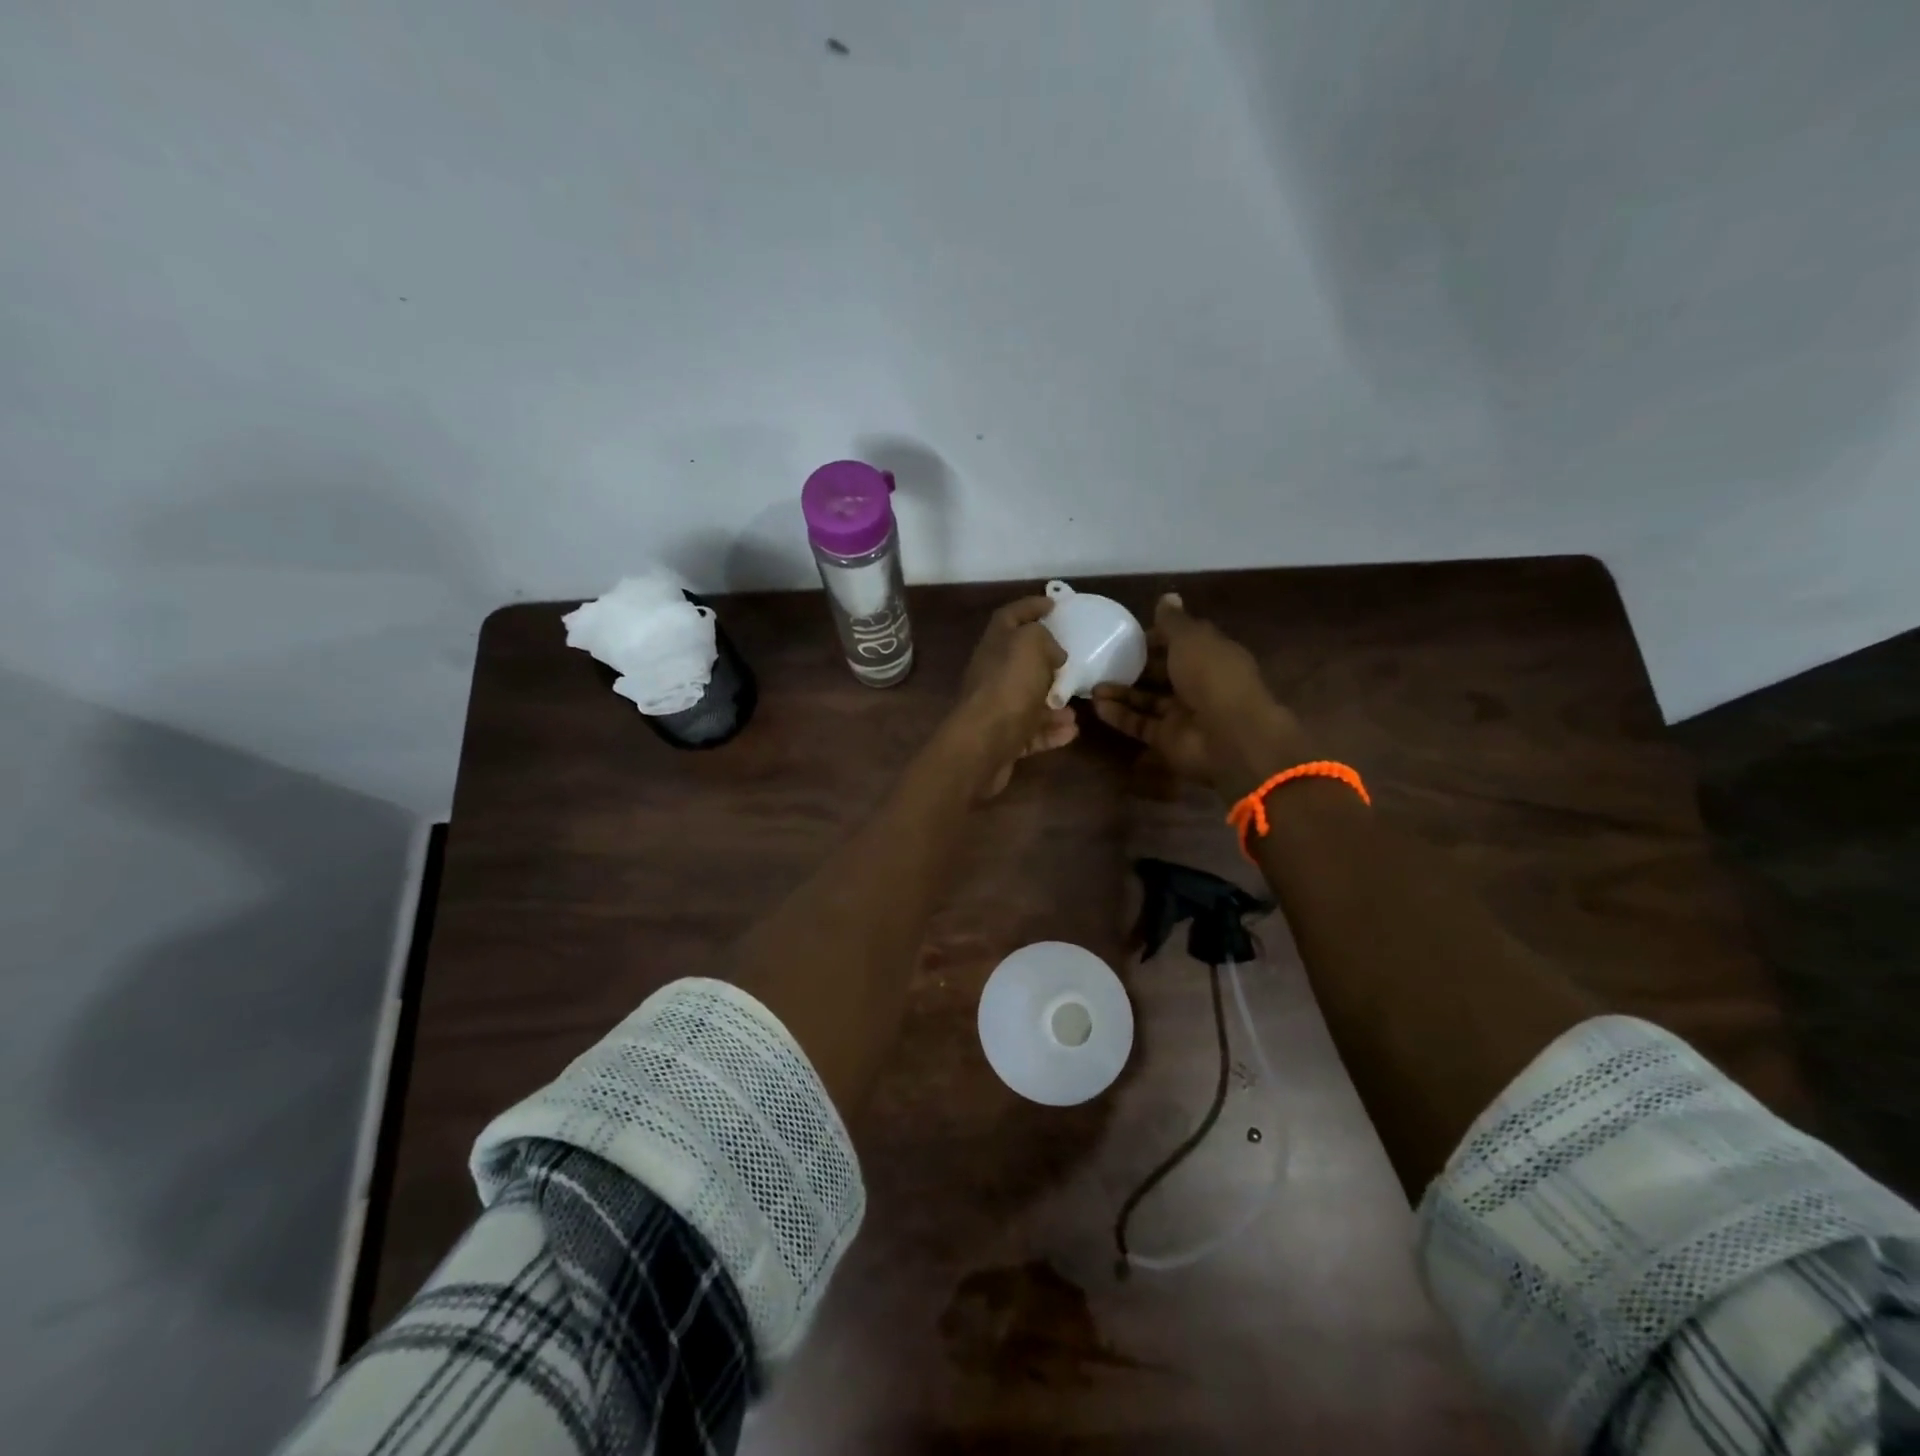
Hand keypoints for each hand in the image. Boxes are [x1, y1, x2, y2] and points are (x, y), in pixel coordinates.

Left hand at [947, 596, 1078, 797]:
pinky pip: (1032, 732)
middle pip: (1019, 662)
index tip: (1054, 604)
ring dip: (1054, 704)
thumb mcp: (1031, 645)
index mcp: (995, 644)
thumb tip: (1053, 654)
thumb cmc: (1009, 686)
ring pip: (1029, 700)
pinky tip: (1071, 731)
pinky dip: (1051, 731)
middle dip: (1046, 663)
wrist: (983, 744)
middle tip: (1069, 663)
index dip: (1031, 606)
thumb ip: (1044, 639)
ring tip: (1076, 708)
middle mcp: (992, 674)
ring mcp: (996, 708)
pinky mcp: (1003, 739)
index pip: (1010, 616)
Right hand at [1092, 593, 1308, 798]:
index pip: (1181, 644)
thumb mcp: (1191, 638)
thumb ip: (1173, 621)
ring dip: (1121, 692)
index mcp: (1211, 656)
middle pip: (1162, 673)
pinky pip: (1139, 724)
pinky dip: (1119, 715)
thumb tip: (1167, 596)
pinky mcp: (1167, 739)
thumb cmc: (1212, 676)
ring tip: (1092, 685)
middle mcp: (1198, 684)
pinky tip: (1096, 705)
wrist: (1228, 735)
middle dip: (1135, 667)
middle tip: (1103, 661)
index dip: (1157, 638)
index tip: (1129, 636)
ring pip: (1147, 700)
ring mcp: (1182, 714)